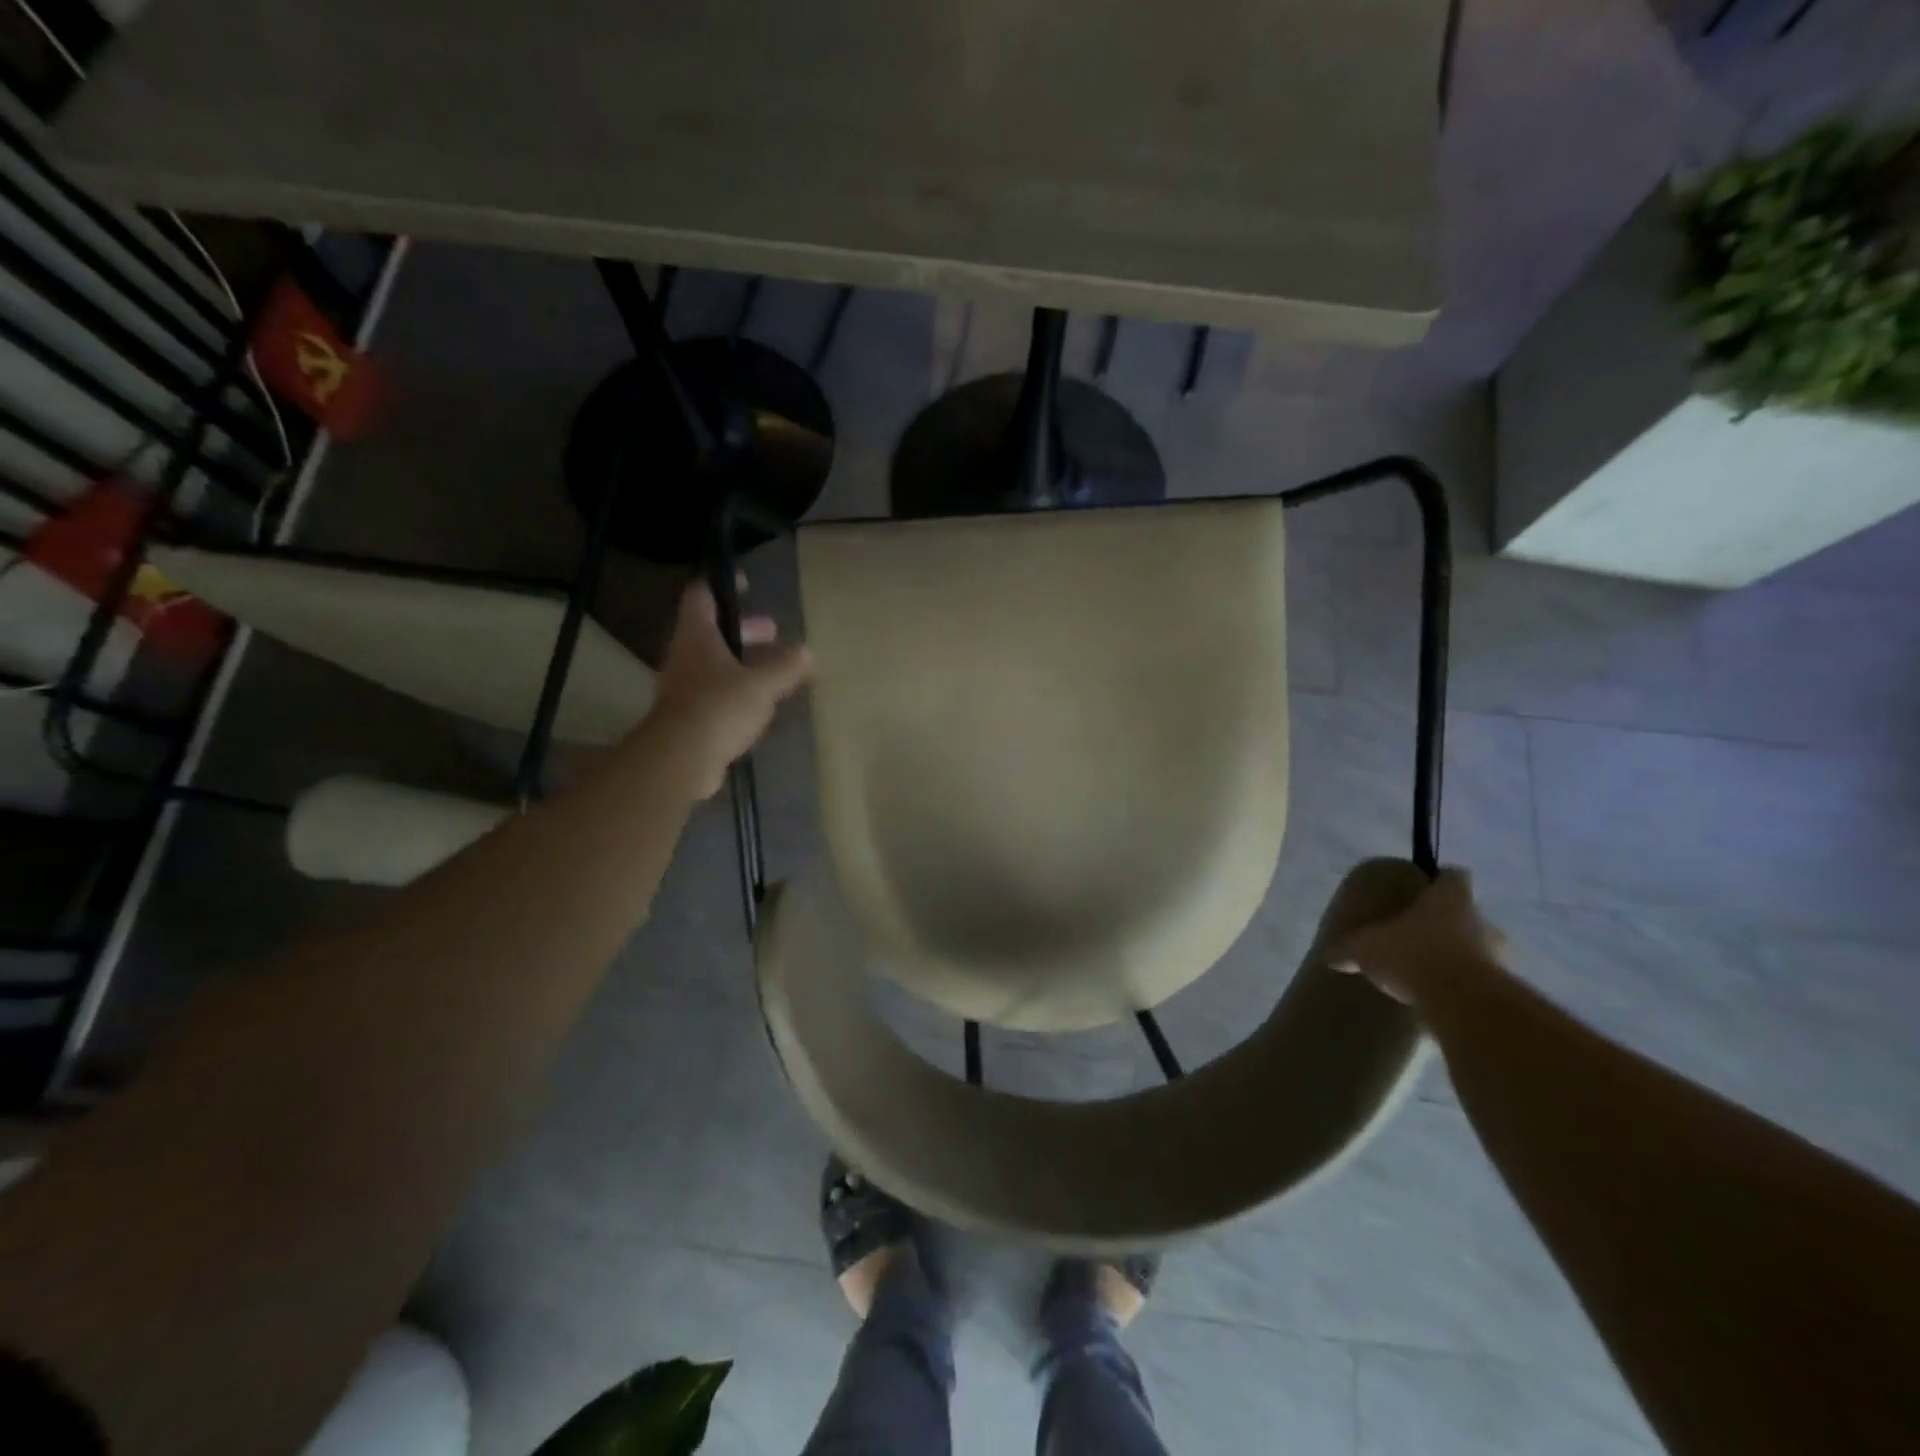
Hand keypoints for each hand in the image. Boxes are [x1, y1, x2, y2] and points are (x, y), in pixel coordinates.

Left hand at [648, 578, 812, 796]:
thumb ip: (786, 667)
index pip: (701, 595)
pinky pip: (714, 695)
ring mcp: (682, 687)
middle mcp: (684, 655)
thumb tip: (807, 652)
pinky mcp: (687, 717)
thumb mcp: (763, 684)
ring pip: (714, 664)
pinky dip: (736, 692)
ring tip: (773, 671)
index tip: (746, 584)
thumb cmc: (720, 706)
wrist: (681, 758)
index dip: (723, 585)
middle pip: (712, 632)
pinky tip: (759, 705)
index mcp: (697, 635)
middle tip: (772, 632)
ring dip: (742, 663)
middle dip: (743, 630)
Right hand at [1328, 870, 1506, 1006]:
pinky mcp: (1506, 991)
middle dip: (1448, 923)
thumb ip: (1348, 948)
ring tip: (1432, 971)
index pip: (1454, 876)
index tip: (1426, 888)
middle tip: (1422, 935)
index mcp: (1450, 899)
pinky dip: (1467, 986)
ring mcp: (1500, 956)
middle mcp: (1482, 920)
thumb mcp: (1366, 949)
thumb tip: (1329, 955)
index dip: (1441, 880)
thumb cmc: (1413, 955)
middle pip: (1468, 913)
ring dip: (1461, 956)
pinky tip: (1443, 998)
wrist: (1463, 1005)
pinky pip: (1485, 982)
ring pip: (1480, 948)